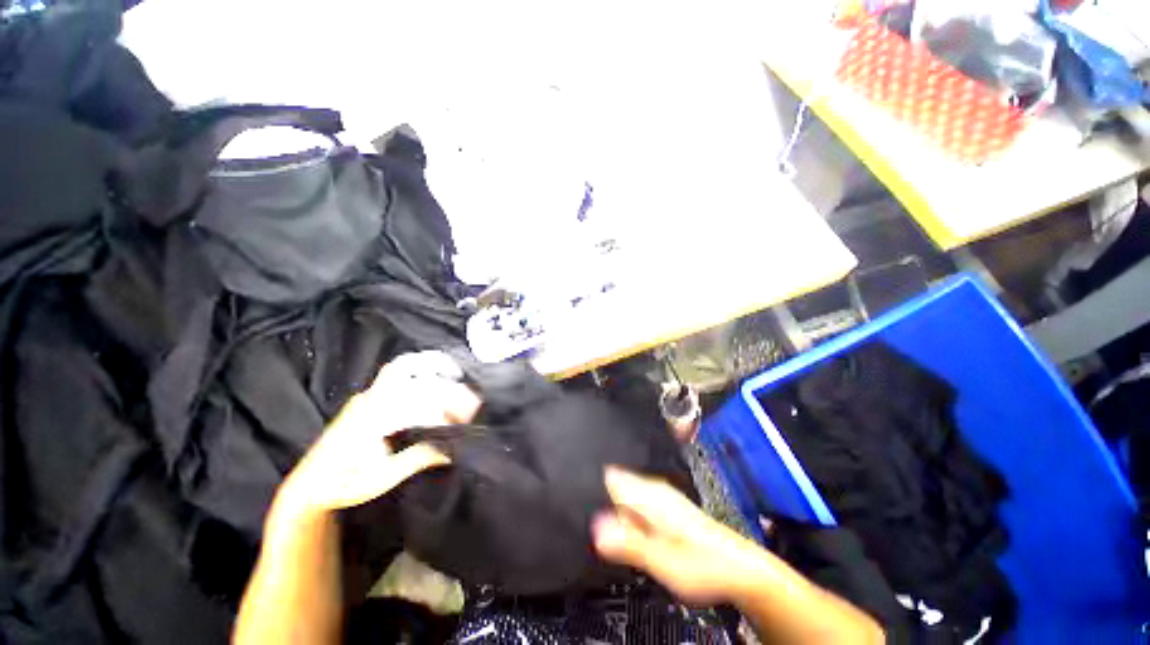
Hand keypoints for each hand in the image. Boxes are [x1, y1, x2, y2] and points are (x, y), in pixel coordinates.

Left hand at [279, 352, 481, 514]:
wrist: (310, 485)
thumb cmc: (344, 484)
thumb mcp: (381, 478)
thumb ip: (417, 459)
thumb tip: (452, 449)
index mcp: (372, 418)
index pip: (418, 402)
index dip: (445, 408)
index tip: (466, 418)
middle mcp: (371, 399)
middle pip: (412, 374)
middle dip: (444, 382)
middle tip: (470, 396)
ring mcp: (368, 395)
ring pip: (402, 366)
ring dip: (433, 365)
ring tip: (456, 373)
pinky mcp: (368, 397)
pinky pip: (398, 373)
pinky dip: (422, 370)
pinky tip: (436, 379)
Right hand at [592, 467, 767, 605]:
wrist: (739, 570)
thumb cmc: (704, 565)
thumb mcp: (664, 561)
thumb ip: (629, 544)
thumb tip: (595, 529)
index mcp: (650, 496)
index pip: (610, 477)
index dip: (588, 482)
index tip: (570, 492)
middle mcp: (654, 491)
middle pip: (614, 484)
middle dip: (596, 495)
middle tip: (578, 515)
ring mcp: (660, 498)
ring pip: (623, 493)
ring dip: (608, 505)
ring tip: (592, 521)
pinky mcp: (664, 509)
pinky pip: (634, 503)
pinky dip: (622, 513)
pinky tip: (619, 529)